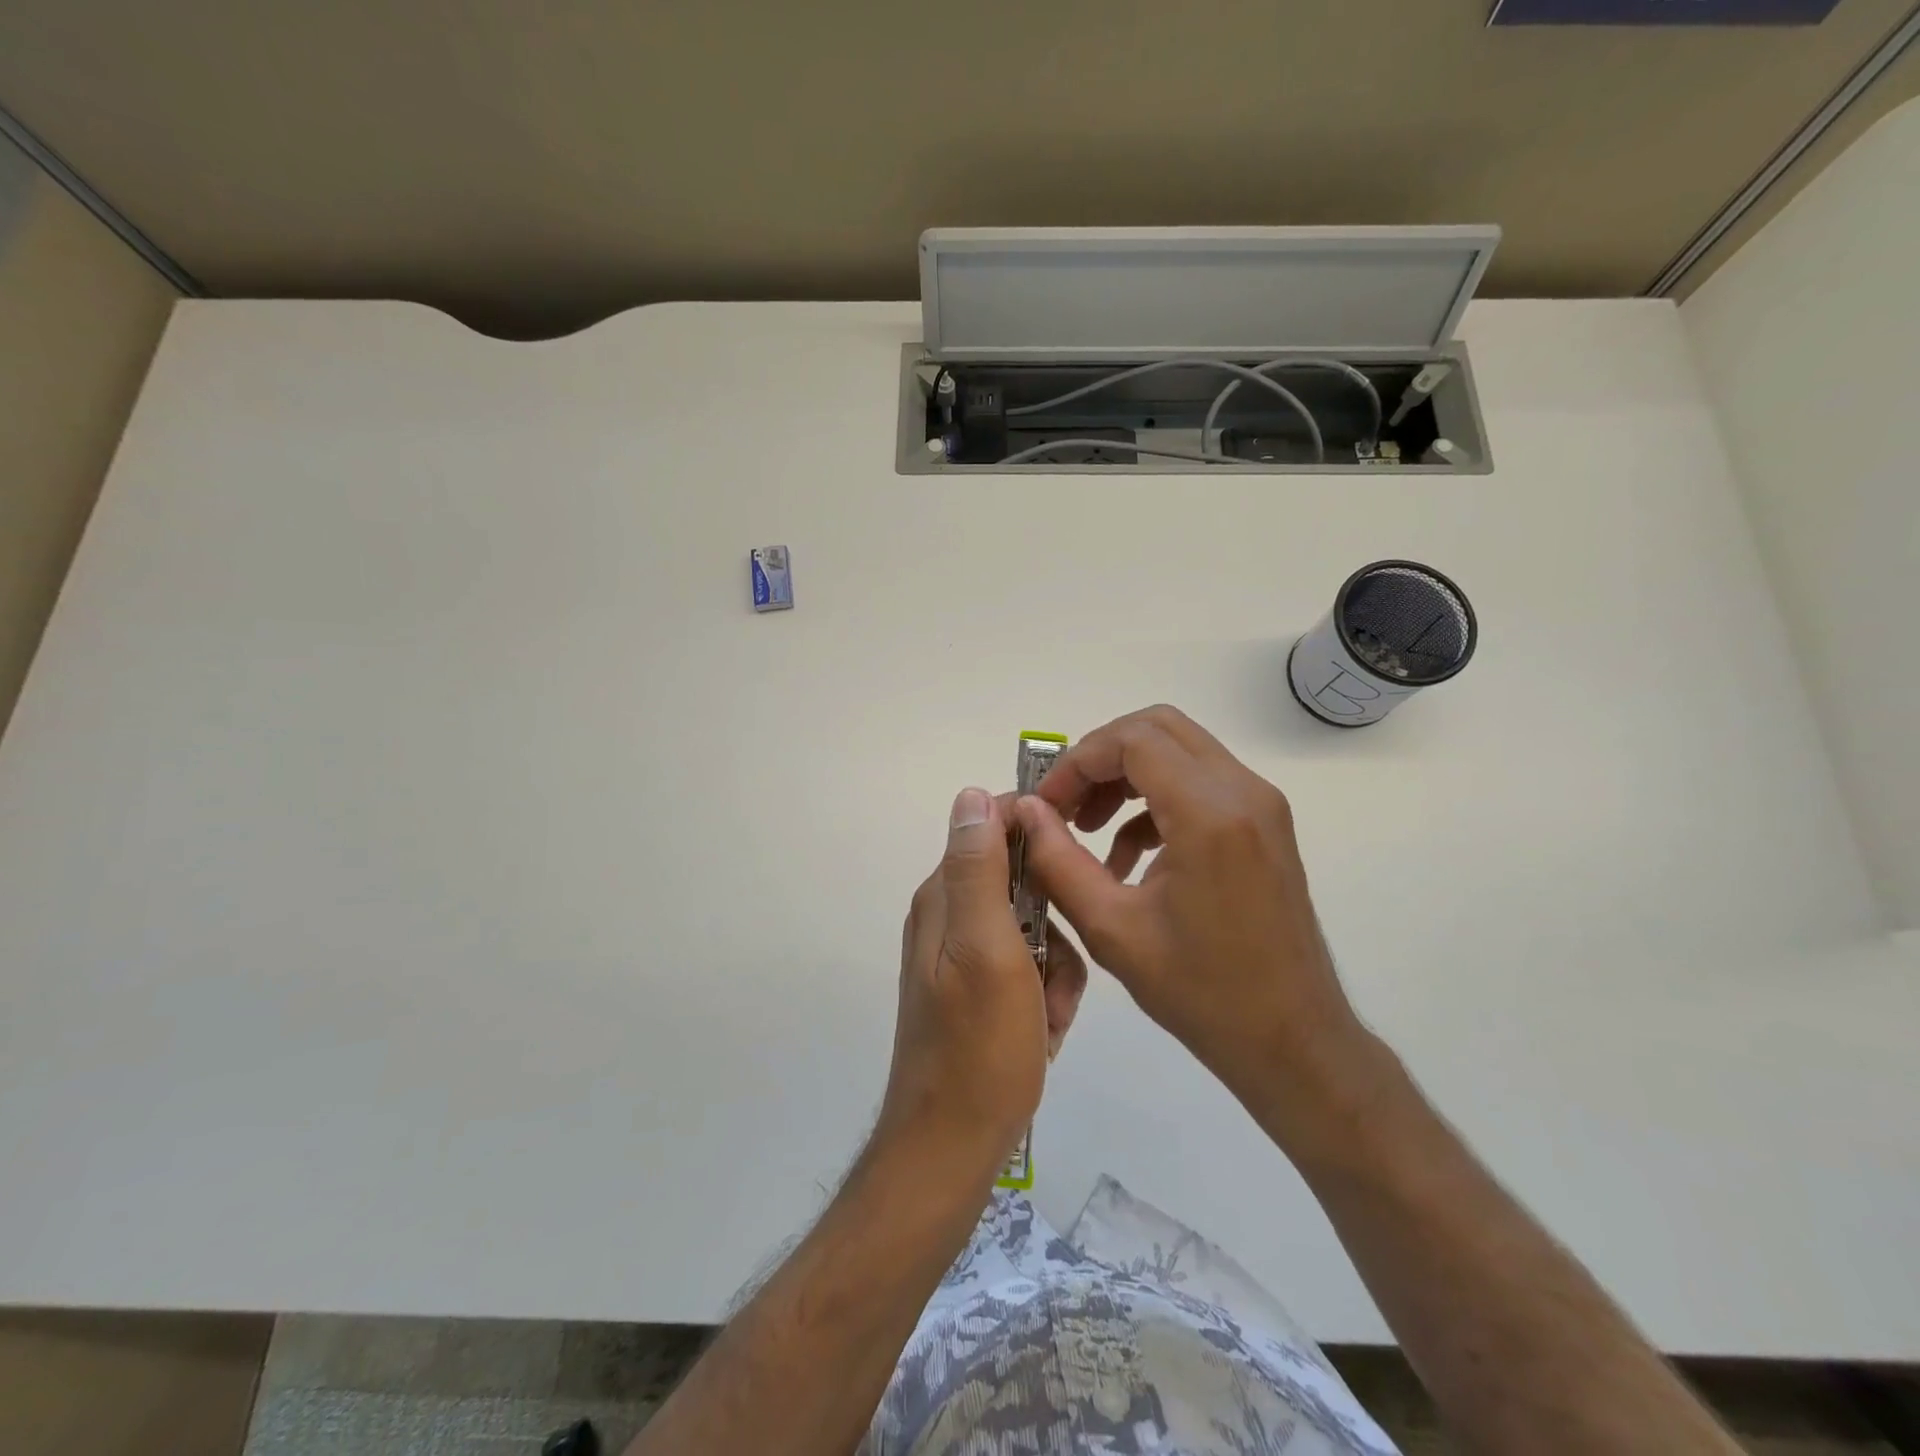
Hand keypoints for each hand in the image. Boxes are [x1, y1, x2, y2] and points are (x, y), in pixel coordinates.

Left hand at [877, 788, 1086, 1183]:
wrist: (953, 1144)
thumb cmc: (979, 1047)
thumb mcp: (986, 948)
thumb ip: (977, 870)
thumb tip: (971, 793)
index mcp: (944, 896)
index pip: (993, 826)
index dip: (1038, 834)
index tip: (1075, 862)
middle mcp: (948, 916)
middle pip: (1022, 882)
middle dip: (1055, 923)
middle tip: (1056, 970)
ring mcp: (964, 955)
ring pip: (1036, 929)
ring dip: (1056, 969)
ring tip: (1049, 1014)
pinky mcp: (980, 990)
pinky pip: (1030, 969)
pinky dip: (1046, 995)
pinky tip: (1044, 1031)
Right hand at [1013, 706, 1364, 1109]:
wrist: (1293, 1040)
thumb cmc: (1202, 993)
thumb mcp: (1111, 929)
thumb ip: (1056, 860)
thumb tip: (1023, 811)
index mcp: (1209, 813)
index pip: (1131, 740)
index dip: (1077, 762)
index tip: (1047, 805)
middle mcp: (1243, 791)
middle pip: (1156, 728)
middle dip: (1100, 758)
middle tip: (1066, 806)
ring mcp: (1260, 804)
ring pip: (1178, 749)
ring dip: (1126, 776)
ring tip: (1088, 828)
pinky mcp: (1263, 823)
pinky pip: (1199, 782)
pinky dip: (1155, 801)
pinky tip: (1127, 857)